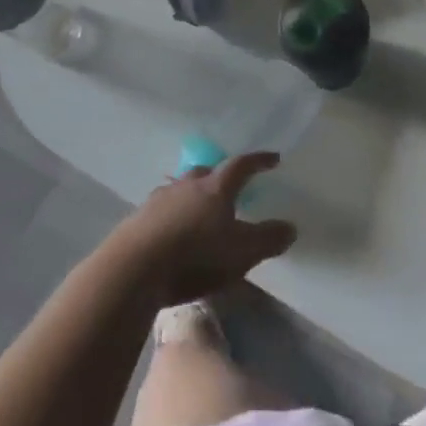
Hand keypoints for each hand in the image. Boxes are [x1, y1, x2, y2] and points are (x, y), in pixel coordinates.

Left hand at [105, 152, 296, 306]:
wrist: (134, 267)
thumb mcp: (242, 252)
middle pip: (207, 172)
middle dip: (219, 177)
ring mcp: (159, 199)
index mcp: (216, 188)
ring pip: (180, 188)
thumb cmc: (196, 255)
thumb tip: (291, 226)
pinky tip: (171, 231)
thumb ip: (268, 239)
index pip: (242, 166)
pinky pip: (161, 209)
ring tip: (198, 210)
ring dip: (192, 195)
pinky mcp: (138, 218)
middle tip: (229, 187)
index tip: (273, 158)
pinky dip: (171, 215)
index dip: (259, 161)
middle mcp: (187, 185)